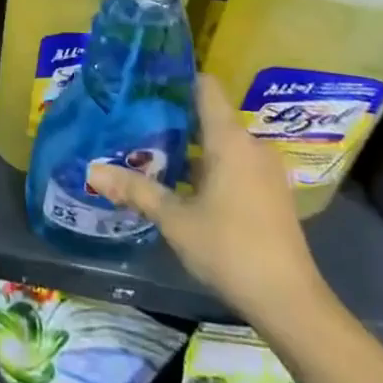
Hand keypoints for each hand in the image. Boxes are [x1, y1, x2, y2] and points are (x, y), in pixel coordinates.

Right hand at [89, 78, 327, 325]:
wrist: (290, 303)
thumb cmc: (230, 249)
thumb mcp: (175, 219)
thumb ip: (136, 190)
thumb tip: (92, 171)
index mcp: (230, 139)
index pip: (205, 87)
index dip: (177, 80)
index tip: (147, 84)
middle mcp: (251, 145)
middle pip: (210, 115)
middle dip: (174, 119)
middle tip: (136, 123)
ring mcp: (265, 170)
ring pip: (222, 143)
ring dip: (191, 148)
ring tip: (153, 153)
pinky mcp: (272, 193)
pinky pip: (235, 164)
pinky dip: (210, 167)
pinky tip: (184, 186)